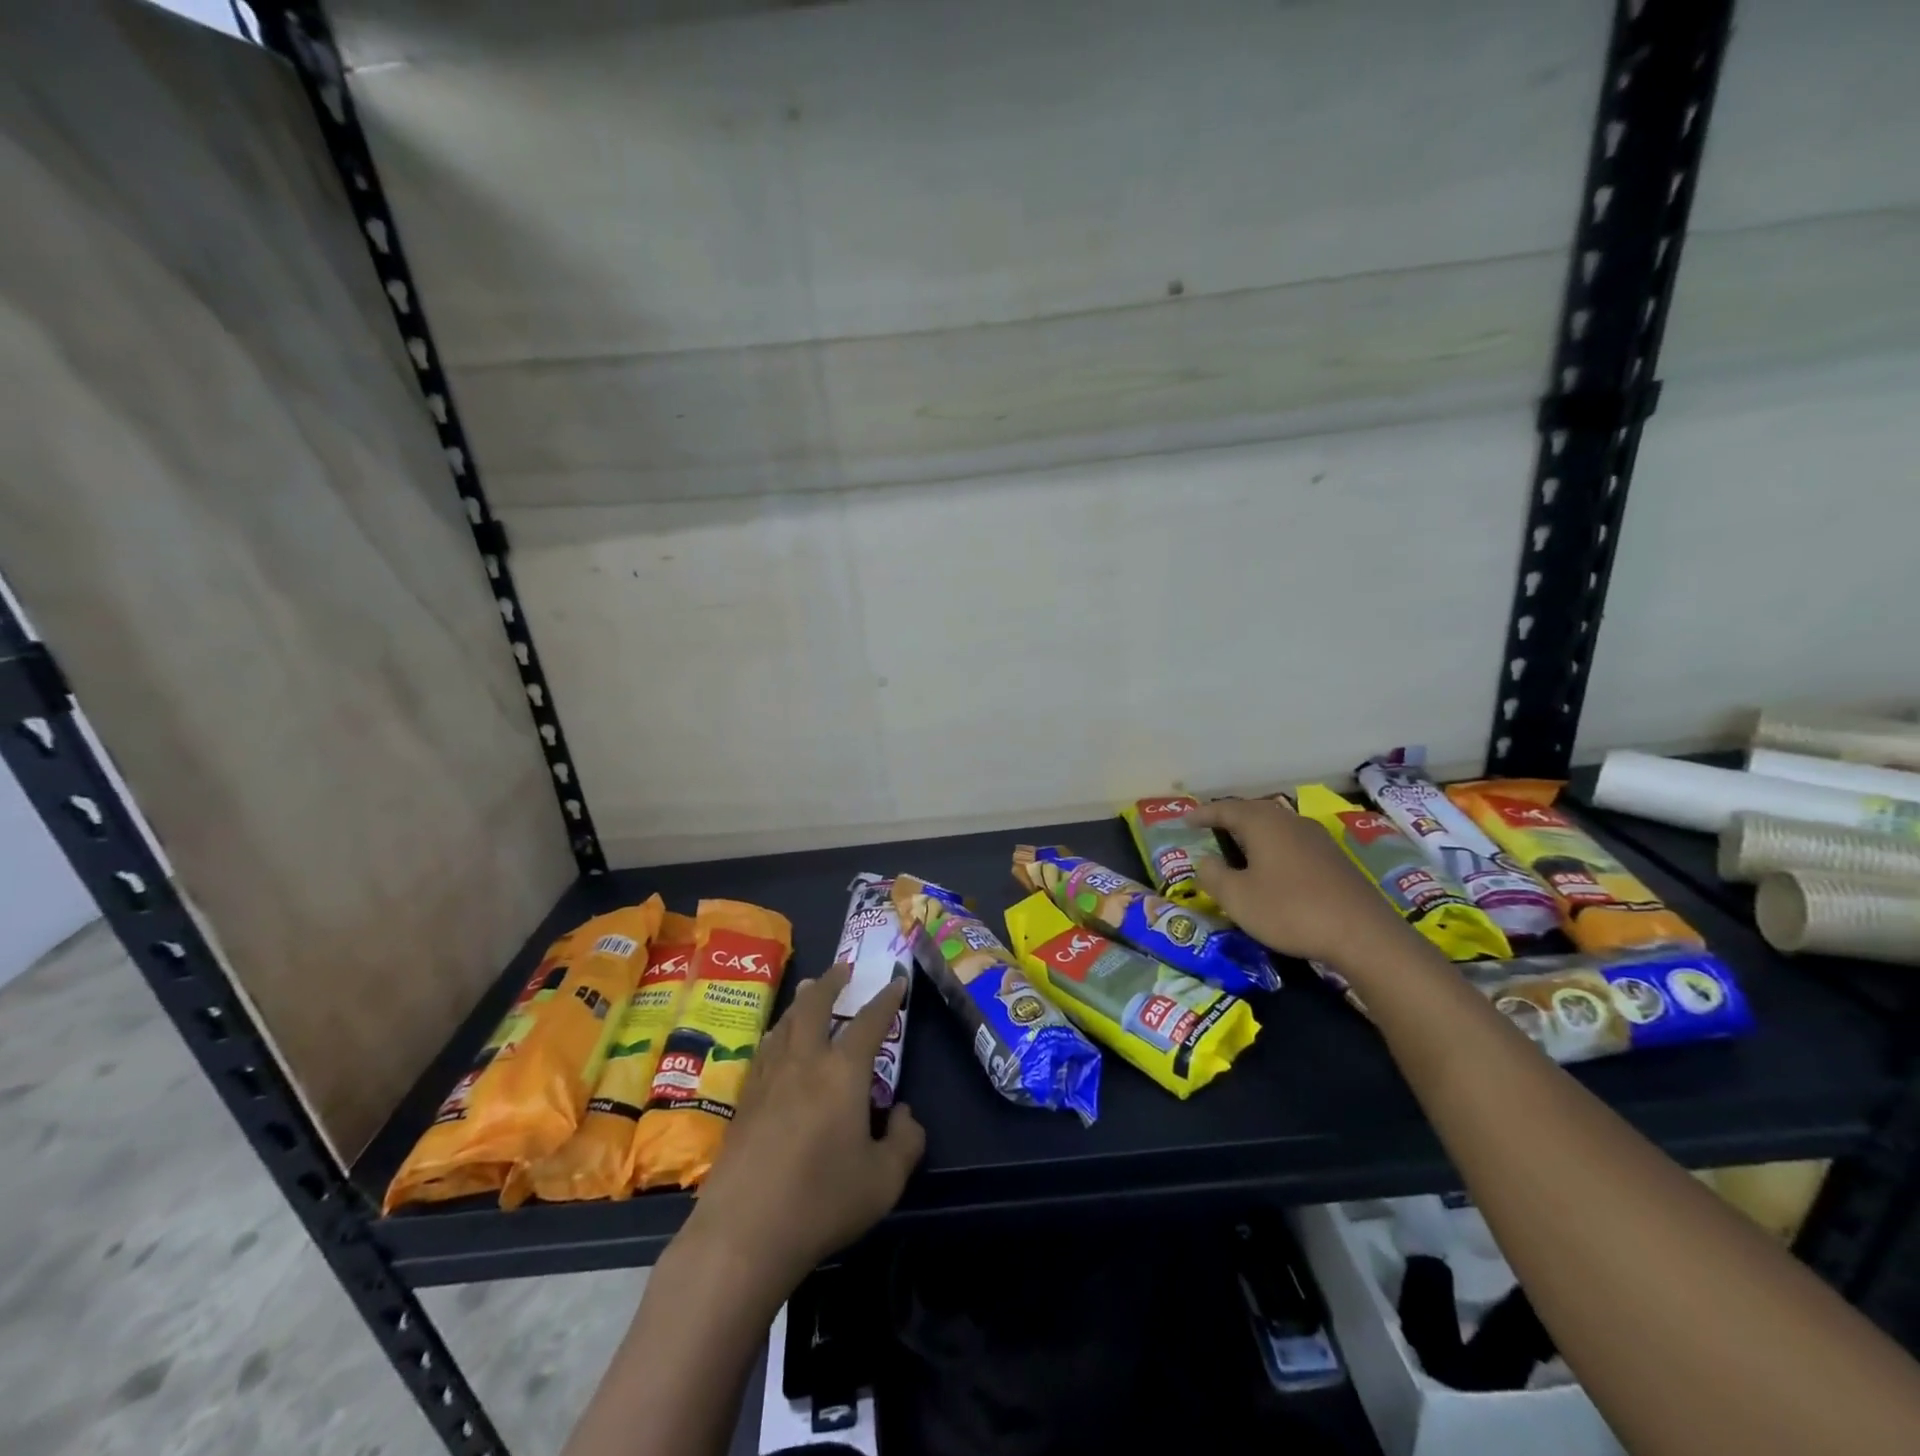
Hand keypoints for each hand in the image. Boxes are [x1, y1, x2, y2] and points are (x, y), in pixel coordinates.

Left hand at [687, 966, 924, 1290]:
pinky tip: (778, 1042)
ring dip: (802, 1002)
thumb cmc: (822, 1203)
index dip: (886, 999)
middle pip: (815, 1005)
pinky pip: (766, 1049)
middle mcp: (804, 1061)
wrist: (742, 1234)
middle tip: (843, 968)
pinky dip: (779, 1032)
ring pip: (785, 1022)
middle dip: (831, 981)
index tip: (896, 982)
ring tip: (809, 993)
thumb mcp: (884, 1180)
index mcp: (842, 1071)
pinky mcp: (744, 1101)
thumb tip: (902, 1113)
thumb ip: (905, 1141)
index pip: (870, 1021)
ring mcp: (768, 1078)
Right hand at [1190, 797, 1408, 965]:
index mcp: (1263, 823)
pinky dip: (1274, 849)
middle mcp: (1290, 821)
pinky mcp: (1335, 859)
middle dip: (1229, 820)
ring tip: (1238, 850)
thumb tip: (1206, 861)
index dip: (1203, 814)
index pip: (1225, 809)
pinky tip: (1272, 869)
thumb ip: (1212, 875)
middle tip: (1209, 831)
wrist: (1363, 935)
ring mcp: (1317, 838)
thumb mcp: (1237, 897)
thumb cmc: (1290, 910)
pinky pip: (1293, 843)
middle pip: (1253, 812)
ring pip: (1276, 827)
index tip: (1186, 820)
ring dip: (1253, 836)